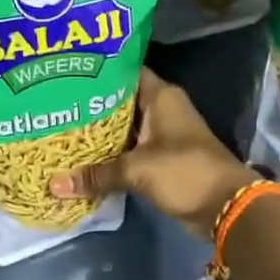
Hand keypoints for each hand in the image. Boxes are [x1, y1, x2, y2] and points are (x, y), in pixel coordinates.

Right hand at [48, 68, 258, 238]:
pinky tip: (82, 160)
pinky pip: (129, 152)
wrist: (226, 207)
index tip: (66, 74)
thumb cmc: (185, 172)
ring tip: (60, 130)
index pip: (124, 73)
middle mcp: (161, 110)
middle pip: (119, 103)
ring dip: (98, 134)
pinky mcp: (160, 160)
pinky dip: (109, 156)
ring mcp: (162, 136)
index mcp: (161, 97)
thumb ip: (96, 175)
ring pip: (123, 130)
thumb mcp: (136, 170)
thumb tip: (53, 184)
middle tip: (53, 106)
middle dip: (90, 107)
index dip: (97, 72)